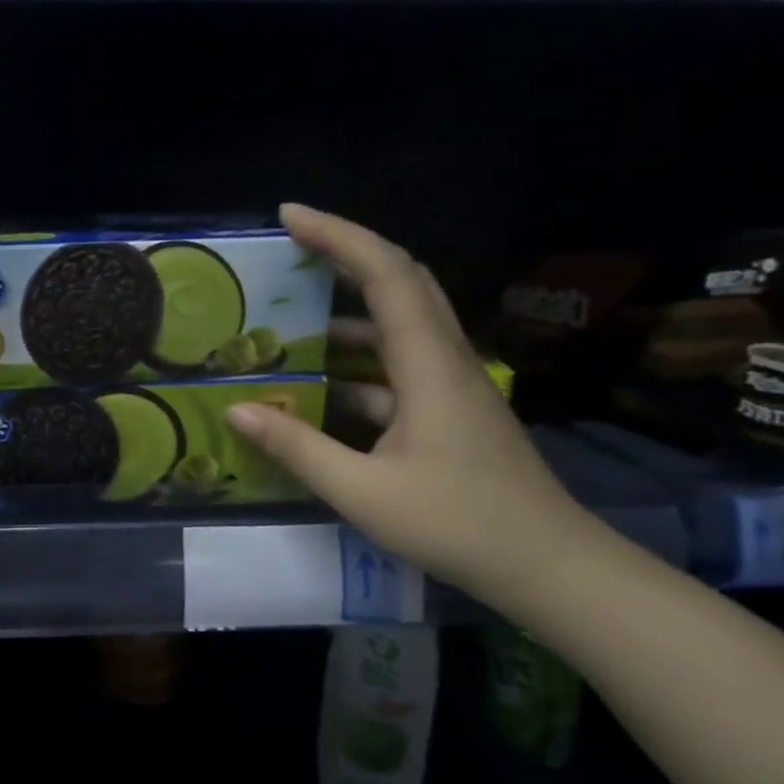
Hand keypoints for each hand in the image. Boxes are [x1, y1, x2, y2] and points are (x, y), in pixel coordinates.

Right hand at [226, 204, 594, 606]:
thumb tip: (236, 410)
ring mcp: (451, 385)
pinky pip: (398, 367)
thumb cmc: (457, 524)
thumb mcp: (362, 491)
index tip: (289, 217)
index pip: (385, 273)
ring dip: (349, 312)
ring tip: (294, 319)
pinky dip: (359, 365)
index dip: (338, 235)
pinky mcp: (451, 411)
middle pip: (401, 281)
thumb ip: (296, 447)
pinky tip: (322, 389)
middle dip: (345, 254)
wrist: (547, 567)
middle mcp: (444, 359)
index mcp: (428, 364)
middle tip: (292, 248)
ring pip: (401, 323)